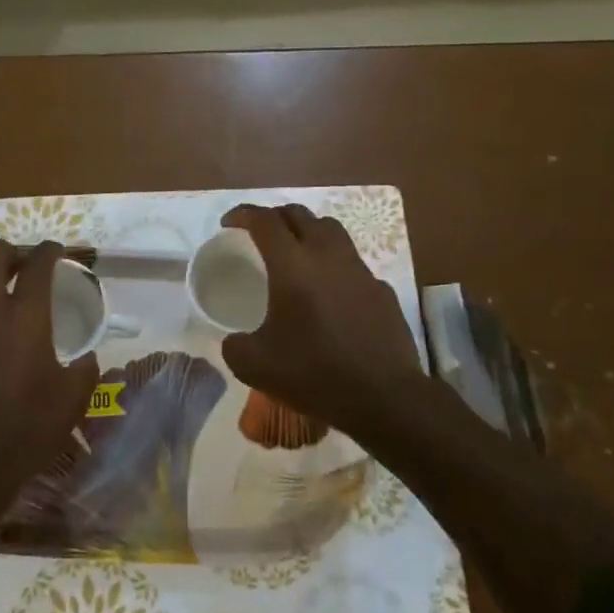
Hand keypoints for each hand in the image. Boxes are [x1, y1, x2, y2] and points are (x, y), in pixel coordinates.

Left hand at [0, 240, 99, 522]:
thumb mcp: (71, 402)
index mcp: (25, 316)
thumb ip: (84, 370)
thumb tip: (86, 357)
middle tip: (23, 268)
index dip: (48, 250)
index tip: (55, 252)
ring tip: (4, 308)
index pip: (37, 262)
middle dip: (8, 252)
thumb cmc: (26, 430)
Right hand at [220, 204, 426, 447]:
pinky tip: (330, 294)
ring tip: (296, 254)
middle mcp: (327, 256)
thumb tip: (233, 339)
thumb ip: (235, 346)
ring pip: (331, 230)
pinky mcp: (381, 289)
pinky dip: (334, 265)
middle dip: (275, 217)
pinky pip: (352, 263)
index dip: (243, 214)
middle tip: (260, 235)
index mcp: (292, 266)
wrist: (384, 398)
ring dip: (308, 232)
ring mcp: (359, 270)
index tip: (229, 223)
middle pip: (299, 215)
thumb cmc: (315, 374)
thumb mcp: (255, 366)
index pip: (265, 221)